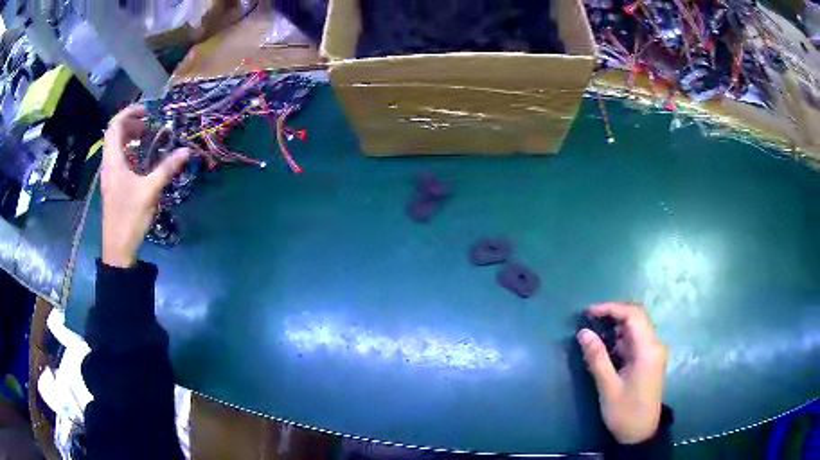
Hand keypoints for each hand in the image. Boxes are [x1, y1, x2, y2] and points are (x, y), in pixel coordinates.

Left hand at [101, 105, 188, 267]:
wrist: (118, 248)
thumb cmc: (130, 217)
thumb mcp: (150, 191)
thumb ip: (166, 168)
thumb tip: (186, 150)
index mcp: (113, 161)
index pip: (114, 125)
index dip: (129, 112)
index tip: (147, 111)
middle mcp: (108, 164)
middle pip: (114, 133)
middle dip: (131, 123)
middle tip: (150, 123)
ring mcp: (109, 176)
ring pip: (115, 146)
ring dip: (129, 137)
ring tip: (147, 137)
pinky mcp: (113, 185)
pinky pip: (118, 159)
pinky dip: (129, 151)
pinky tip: (142, 159)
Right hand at [576, 302, 667, 444]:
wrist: (640, 433)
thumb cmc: (624, 412)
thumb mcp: (608, 387)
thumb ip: (597, 357)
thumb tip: (583, 332)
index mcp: (648, 350)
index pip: (633, 315)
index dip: (611, 308)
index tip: (588, 313)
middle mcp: (655, 345)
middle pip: (637, 317)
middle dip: (613, 314)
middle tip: (590, 320)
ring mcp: (654, 352)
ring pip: (637, 327)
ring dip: (617, 325)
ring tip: (595, 333)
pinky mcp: (650, 359)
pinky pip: (636, 339)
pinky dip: (621, 338)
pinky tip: (607, 347)